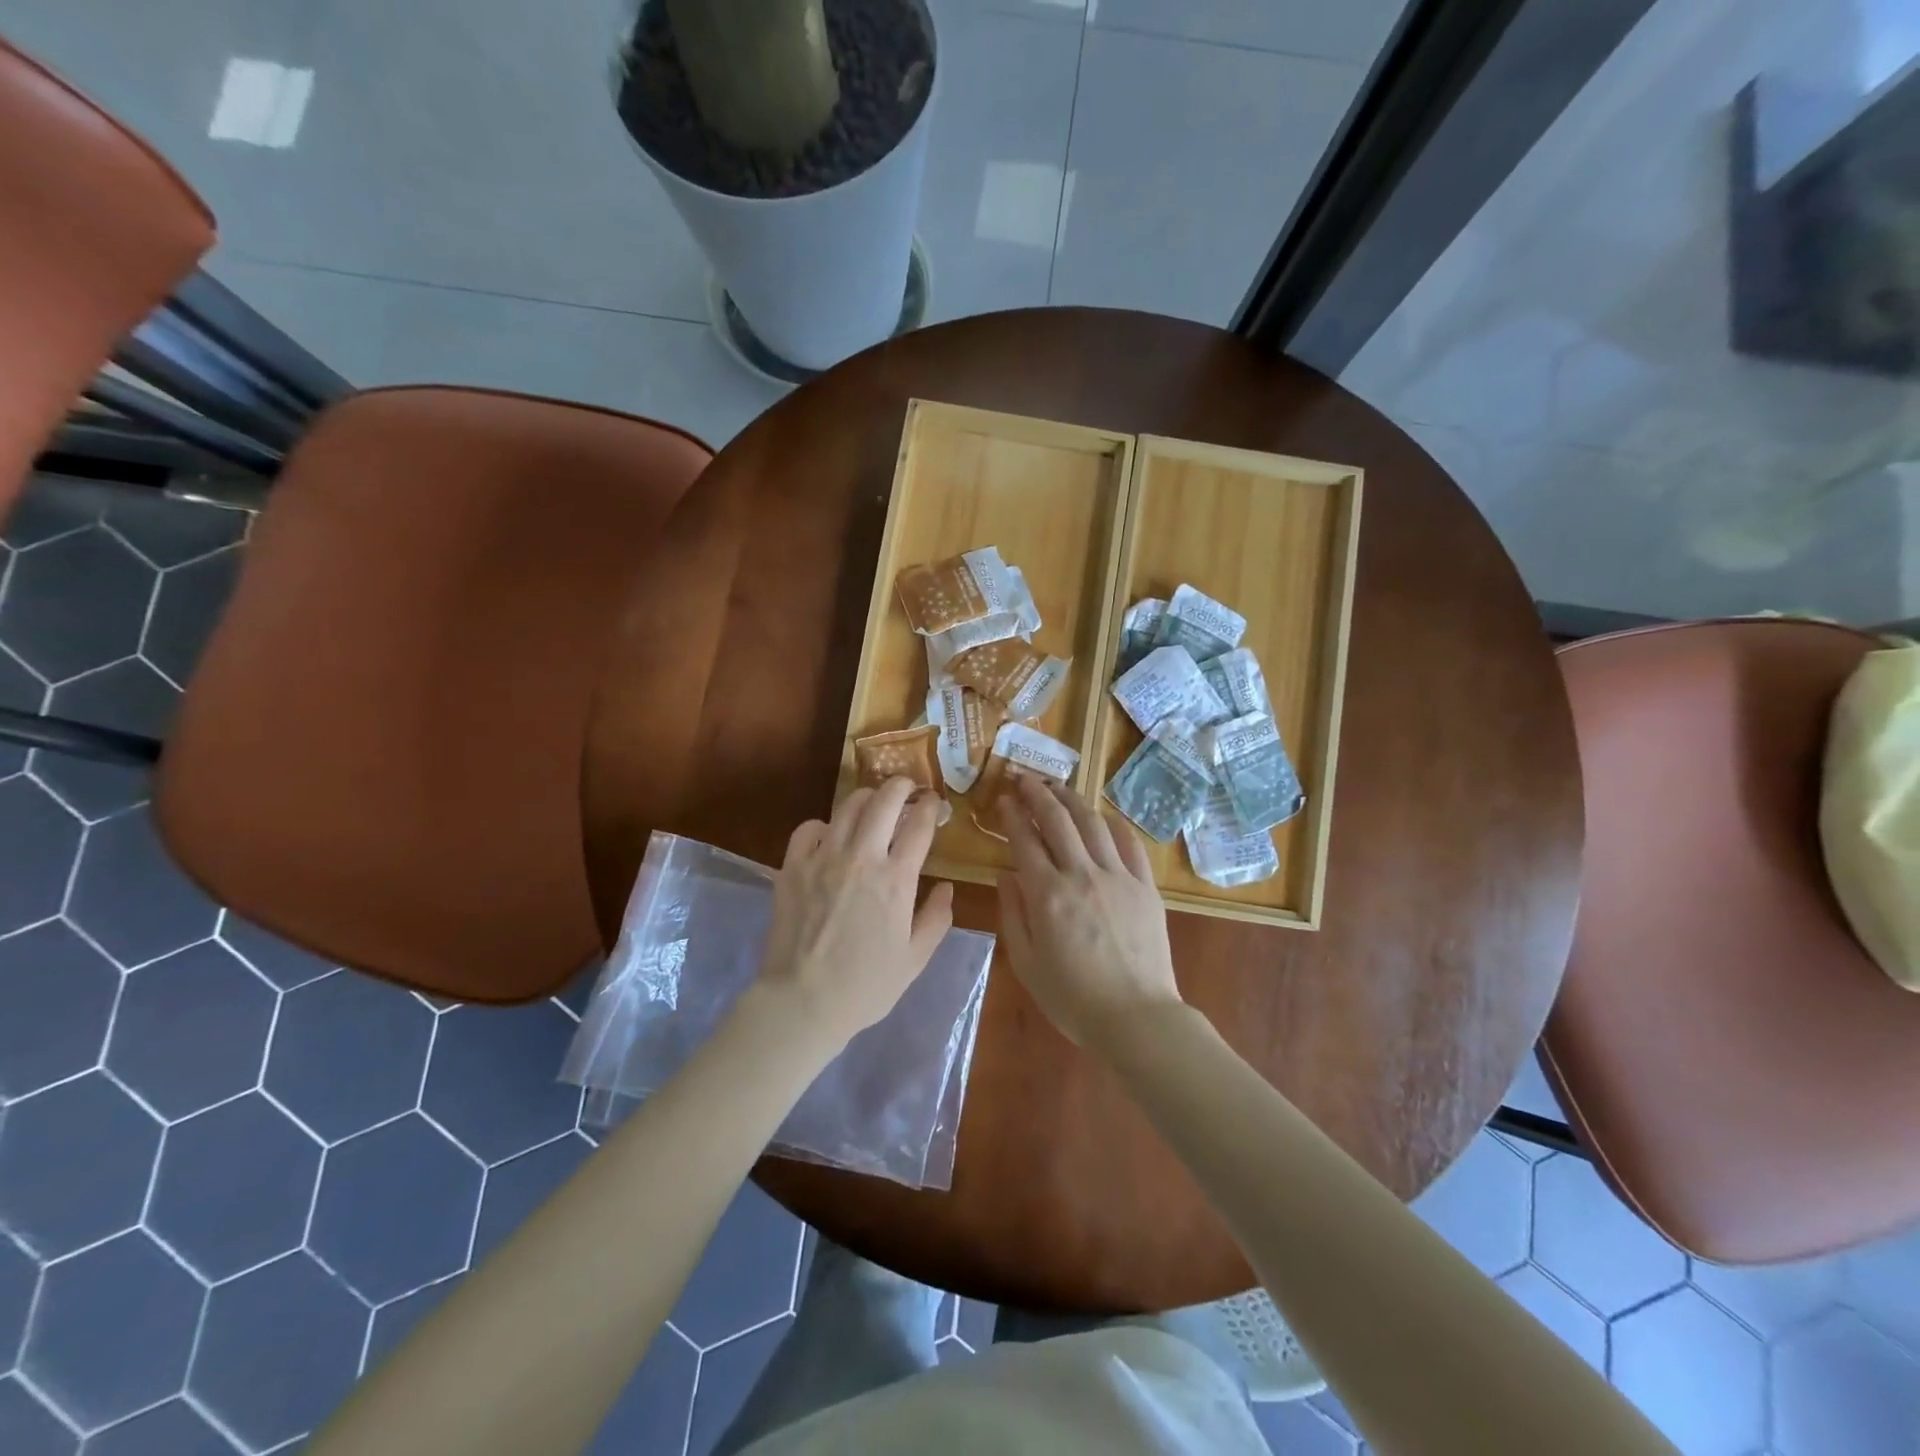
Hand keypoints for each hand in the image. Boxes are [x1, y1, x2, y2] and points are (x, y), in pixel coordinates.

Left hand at [753, 776, 954, 1053]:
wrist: (802, 1002)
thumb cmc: (866, 986)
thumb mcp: (915, 958)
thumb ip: (937, 918)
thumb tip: (946, 886)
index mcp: (896, 879)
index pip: (920, 824)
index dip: (931, 807)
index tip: (934, 803)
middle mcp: (861, 857)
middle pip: (885, 801)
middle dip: (901, 786)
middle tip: (908, 788)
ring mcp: (823, 858)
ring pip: (848, 806)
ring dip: (866, 798)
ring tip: (873, 804)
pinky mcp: (792, 866)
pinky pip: (808, 828)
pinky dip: (823, 824)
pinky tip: (829, 836)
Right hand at [995, 775, 1182, 1049]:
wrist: (1136, 1017)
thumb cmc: (1073, 998)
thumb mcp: (1027, 963)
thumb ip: (1012, 914)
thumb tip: (1005, 873)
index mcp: (1047, 894)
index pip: (1024, 840)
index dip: (1011, 815)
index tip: (1002, 798)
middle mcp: (1081, 874)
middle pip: (1058, 820)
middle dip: (1038, 794)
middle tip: (1025, 778)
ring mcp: (1118, 877)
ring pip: (1092, 824)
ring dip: (1072, 799)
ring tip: (1058, 787)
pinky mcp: (1145, 886)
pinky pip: (1130, 844)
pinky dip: (1114, 824)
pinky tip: (1103, 817)